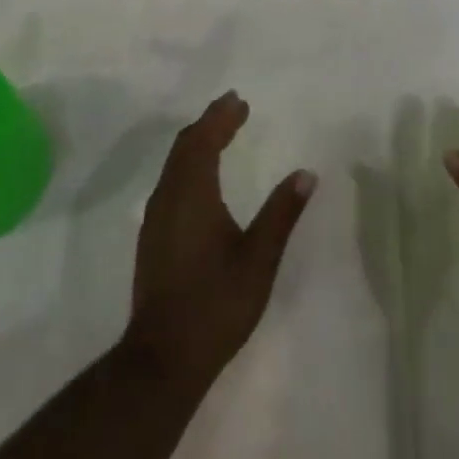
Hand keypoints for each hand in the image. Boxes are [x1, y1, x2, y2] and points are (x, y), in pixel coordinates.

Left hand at [124, 91, 316, 388]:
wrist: (162, 358)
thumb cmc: (216, 304)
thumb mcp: (259, 259)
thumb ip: (281, 213)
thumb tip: (306, 173)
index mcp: (192, 194)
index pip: (203, 140)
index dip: (221, 117)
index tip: (239, 100)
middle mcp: (168, 197)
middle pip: (185, 146)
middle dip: (209, 123)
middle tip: (233, 109)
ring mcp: (155, 218)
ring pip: (174, 164)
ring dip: (197, 142)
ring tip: (221, 134)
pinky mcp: (152, 237)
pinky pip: (170, 181)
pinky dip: (188, 164)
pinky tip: (202, 178)